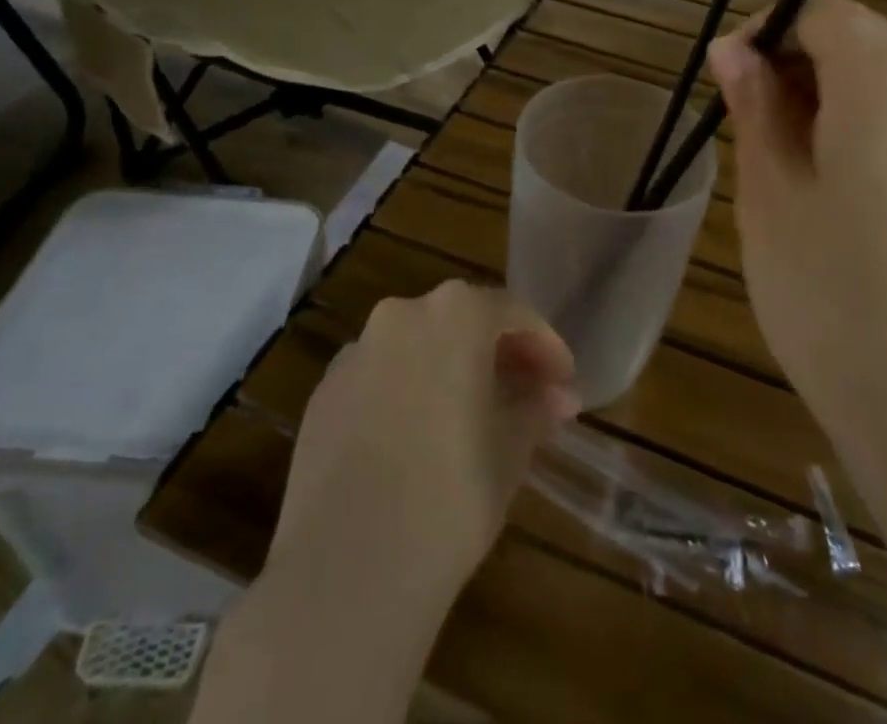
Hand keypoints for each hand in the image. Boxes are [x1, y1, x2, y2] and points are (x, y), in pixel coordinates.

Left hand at [264, 281, 579, 613]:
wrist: (345, 573)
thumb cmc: (450, 498)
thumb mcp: (511, 451)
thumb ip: (536, 408)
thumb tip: (558, 395)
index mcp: (455, 314)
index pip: (512, 313)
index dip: (545, 346)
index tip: (563, 382)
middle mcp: (402, 315)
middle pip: (461, 320)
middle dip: (497, 354)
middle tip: (525, 396)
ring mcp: (355, 352)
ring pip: (417, 346)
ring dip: (449, 369)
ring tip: (472, 418)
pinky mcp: (323, 393)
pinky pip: (379, 377)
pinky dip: (406, 391)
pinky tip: (417, 440)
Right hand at [709, 0, 886, 468]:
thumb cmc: (832, 293)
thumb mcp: (770, 190)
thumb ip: (754, 104)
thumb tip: (732, 48)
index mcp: (886, 79)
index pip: (820, 8)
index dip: (765, 28)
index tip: (727, 78)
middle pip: (856, 36)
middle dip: (792, 59)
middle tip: (744, 120)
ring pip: (883, 76)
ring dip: (824, 92)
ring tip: (781, 157)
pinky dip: (861, 121)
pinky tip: (832, 184)